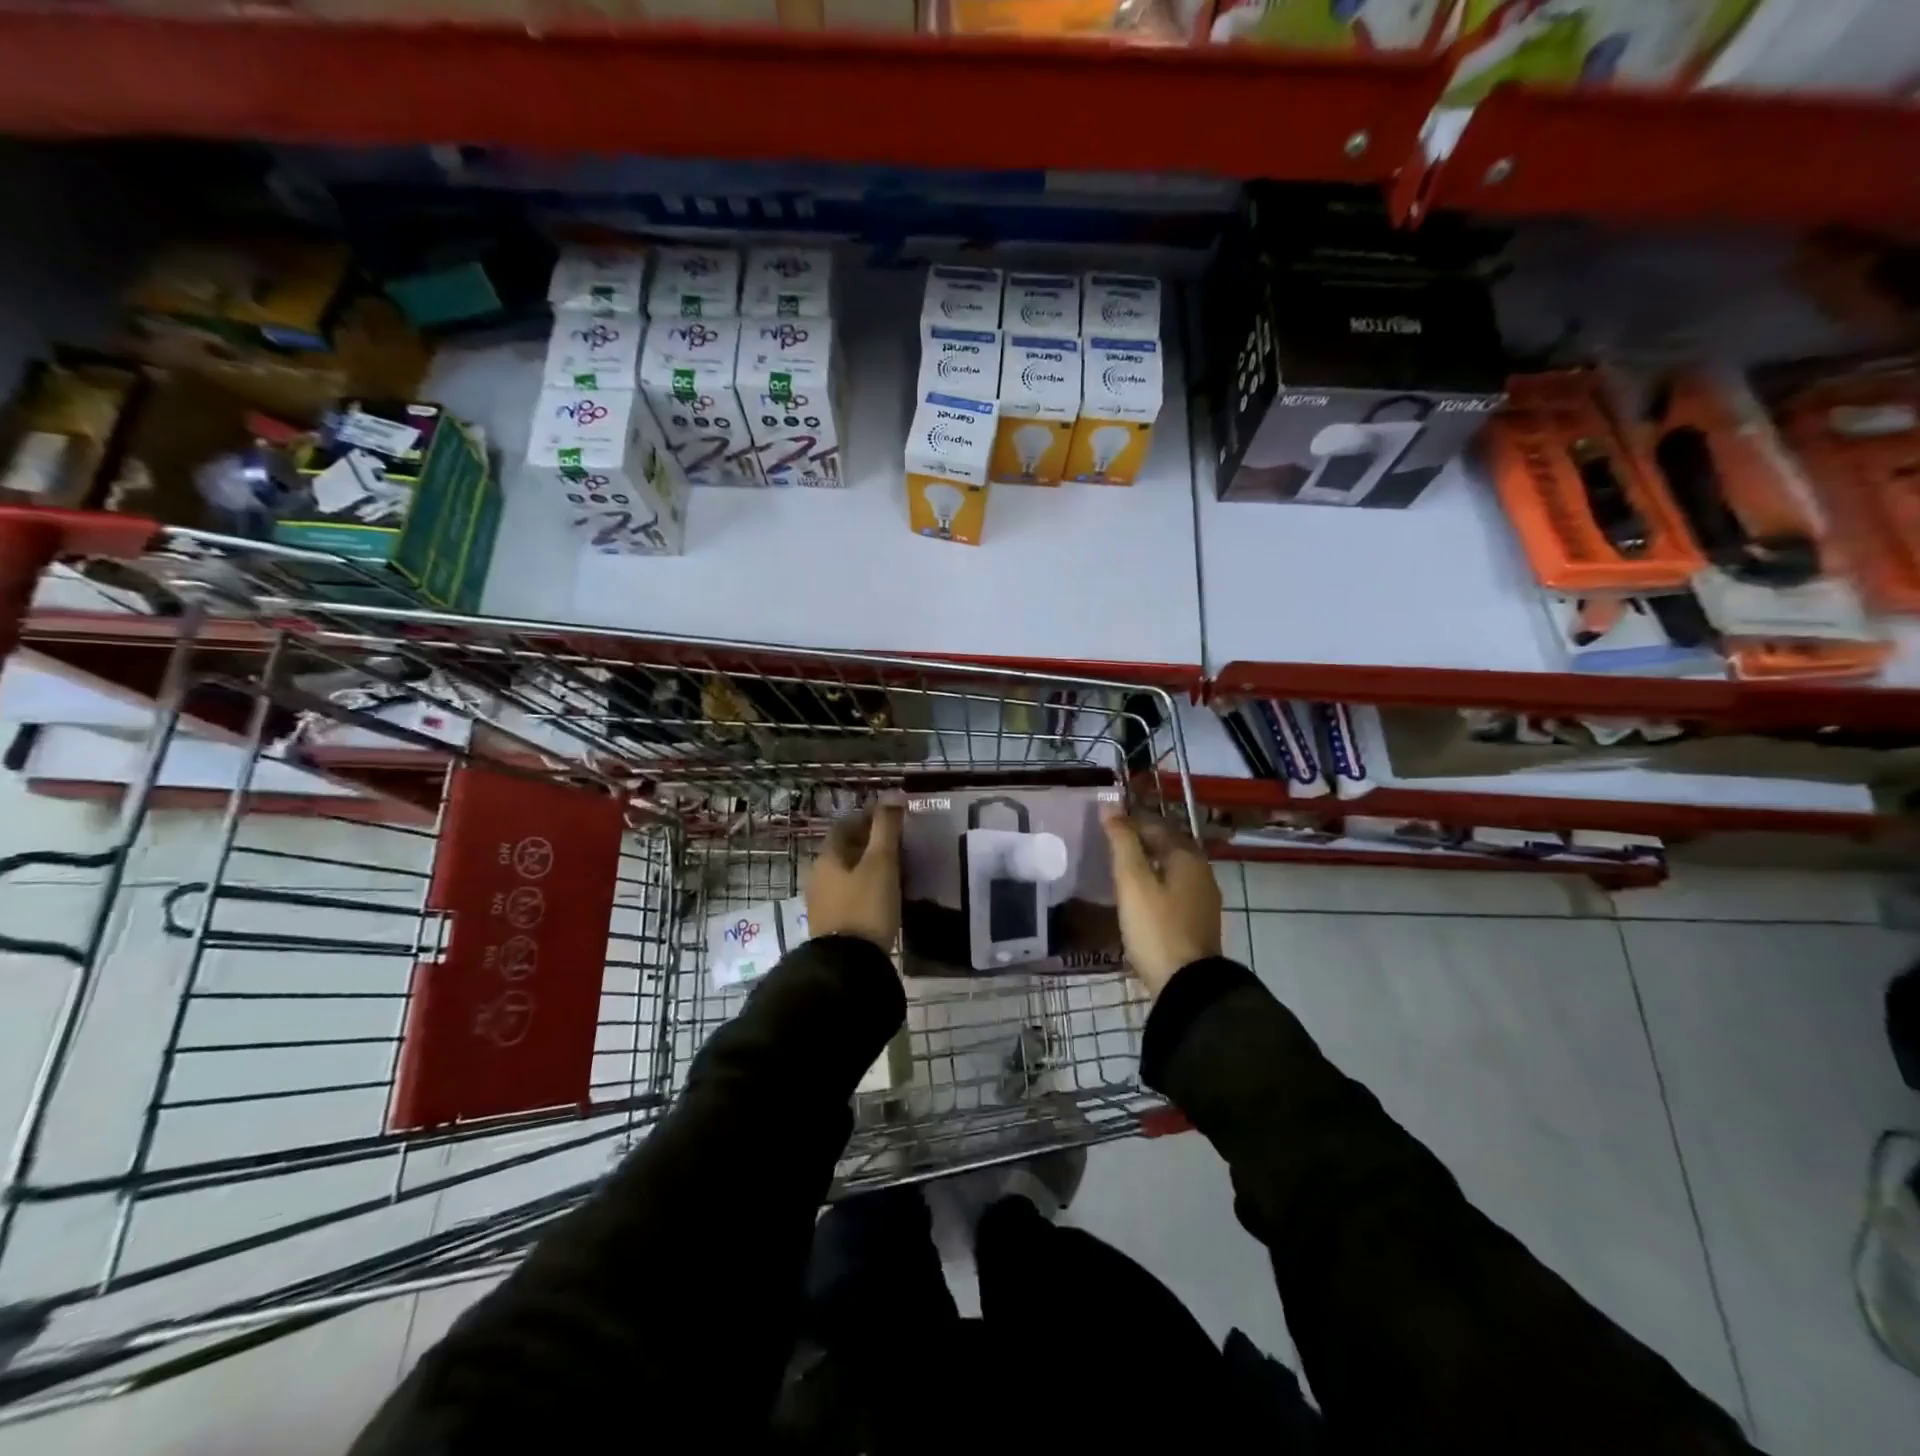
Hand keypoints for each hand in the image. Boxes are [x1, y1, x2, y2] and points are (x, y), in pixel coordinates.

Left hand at [805, 798, 903, 952]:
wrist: (849, 965)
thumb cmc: (866, 906)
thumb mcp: (881, 862)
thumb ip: (887, 828)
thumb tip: (893, 794)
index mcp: (827, 857)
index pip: (844, 826)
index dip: (867, 817)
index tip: (891, 817)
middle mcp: (819, 877)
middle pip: (845, 850)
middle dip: (869, 842)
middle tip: (898, 842)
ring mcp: (823, 903)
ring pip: (848, 874)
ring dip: (868, 866)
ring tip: (896, 868)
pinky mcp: (833, 925)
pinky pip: (850, 895)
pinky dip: (867, 887)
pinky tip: (885, 895)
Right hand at [1101, 807, 1220, 997]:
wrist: (1188, 984)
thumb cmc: (1156, 927)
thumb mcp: (1133, 881)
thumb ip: (1122, 841)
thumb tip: (1110, 806)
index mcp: (1187, 855)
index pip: (1154, 824)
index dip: (1127, 820)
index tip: (1102, 823)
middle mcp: (1201, 870)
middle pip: (1165, 844)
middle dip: (1138, 840)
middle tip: (1106, 844)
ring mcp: (1202, 897)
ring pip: (1170, 867)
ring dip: (1146, 862)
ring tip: (1117, 868)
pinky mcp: (1197, 919)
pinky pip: (1173, 887)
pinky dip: (1154, 882)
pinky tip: (1137, 894)